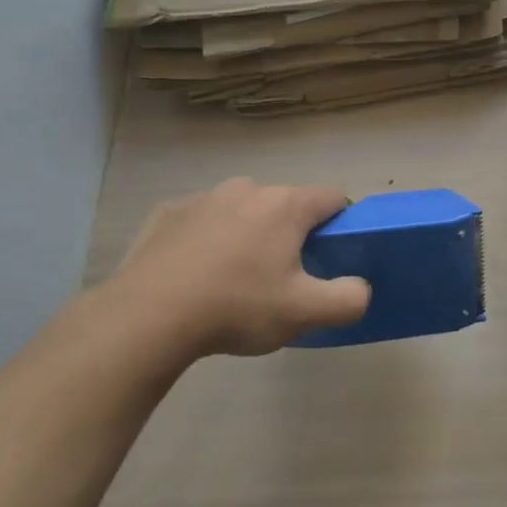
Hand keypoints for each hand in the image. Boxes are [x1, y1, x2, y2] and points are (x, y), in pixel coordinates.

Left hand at [98, 178, 369, 364]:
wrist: (146, 317)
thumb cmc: (236, 307)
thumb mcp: (305, 313)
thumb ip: (349, 298)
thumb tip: (360, 287)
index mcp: (286, 205)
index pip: (333, 198)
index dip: (341, 224)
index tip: (331, 257)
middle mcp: (247, 189)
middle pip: (286, 205)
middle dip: (291, 234)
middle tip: (282, 279)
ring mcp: (203, 198)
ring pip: (243, 210)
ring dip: (248, 234)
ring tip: (234, 280)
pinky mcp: (167, 213)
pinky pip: (202, 221)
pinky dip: (207, 240)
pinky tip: (196, 275)